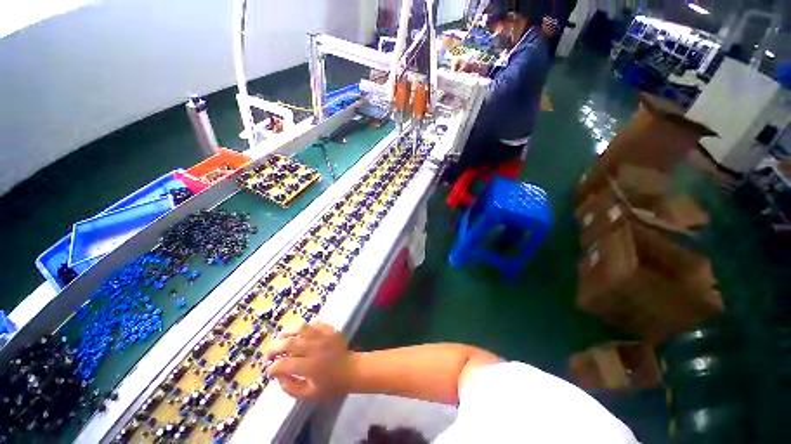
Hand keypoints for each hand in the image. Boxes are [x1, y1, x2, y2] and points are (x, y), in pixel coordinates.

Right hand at [263, 321, 354, 398]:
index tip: (270, 372)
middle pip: (289, 343)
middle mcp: (315, 348)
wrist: (352, 370)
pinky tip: (301, 334)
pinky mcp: (330, 330)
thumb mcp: (309, 395)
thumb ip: (291, 387)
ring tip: (282, 339)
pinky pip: (315, 323)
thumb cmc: (331, 385)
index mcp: (310, 366)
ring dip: (288, 333)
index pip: (284, 364)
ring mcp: (323, 336)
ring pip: (302, 328)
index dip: (273, 368)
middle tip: (269, 355)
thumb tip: (279, 376)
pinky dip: (306, 327)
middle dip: (274, 349)